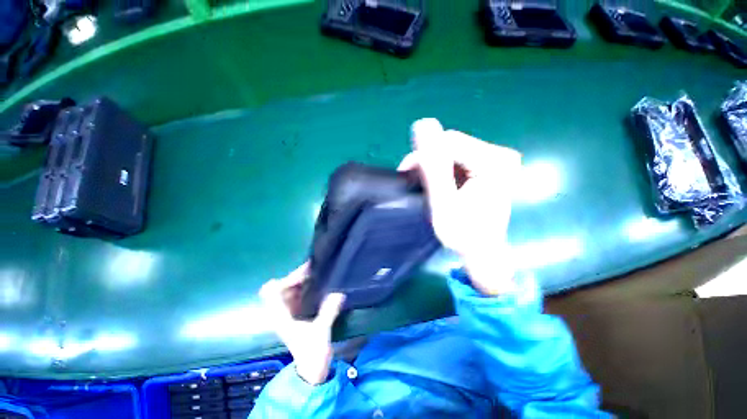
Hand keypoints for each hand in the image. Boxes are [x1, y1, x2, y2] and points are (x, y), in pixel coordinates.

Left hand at [259, 263, 345, 384]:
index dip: (286, 280)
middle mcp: (281, 312)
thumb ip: (329, 311)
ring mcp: (289, 313)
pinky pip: (299, 295)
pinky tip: (319, 285)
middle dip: (297, 277)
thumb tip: (339, 293)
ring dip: (303, 281)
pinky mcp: (297, 314)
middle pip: (282, 287)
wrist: (311, 371)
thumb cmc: (312, 353)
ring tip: (318, 274)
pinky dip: (307, 287)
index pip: (272, 291)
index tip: (305, 276)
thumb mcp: (321, 332)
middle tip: (315, 270)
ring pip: (291, 290)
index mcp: (281, 316)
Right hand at [398, 118, 521, 295]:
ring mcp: (496, 160)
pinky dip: (443, 168)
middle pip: (452, 144)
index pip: (449, 142)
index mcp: (493, 162)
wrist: (482, 252)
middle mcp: (499, 155)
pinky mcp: (490, 166)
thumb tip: (423, 125)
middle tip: (413, 180)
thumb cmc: (463, 234)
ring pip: (452, 150)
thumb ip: (433, 167)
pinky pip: (459, 158)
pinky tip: (438, 182)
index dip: (423, 153)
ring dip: (434, 164)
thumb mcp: (443, 203)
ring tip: (423, 183)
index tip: (406, 172)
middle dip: (428, 160)